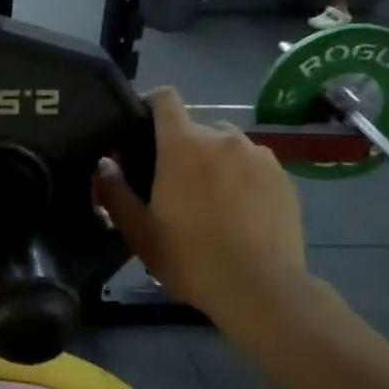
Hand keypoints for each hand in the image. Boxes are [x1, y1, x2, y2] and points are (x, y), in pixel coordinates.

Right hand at [95, 89, 306, 337]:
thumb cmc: (191, 258)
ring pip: (226, 146)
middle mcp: (223, 138)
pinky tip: (239, 211)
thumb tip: (105, 164)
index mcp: (183, 144)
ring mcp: (258, 156)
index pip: (165, 98)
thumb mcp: (139, 231)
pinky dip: (241, 177)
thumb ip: (115, 191)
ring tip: (210, 199)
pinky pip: (253, 165)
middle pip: (195, 128)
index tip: (141, 129)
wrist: (262, 290)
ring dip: (213, 161)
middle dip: (180, 147)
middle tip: (172, 184)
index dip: (150, 105)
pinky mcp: (283, 177)